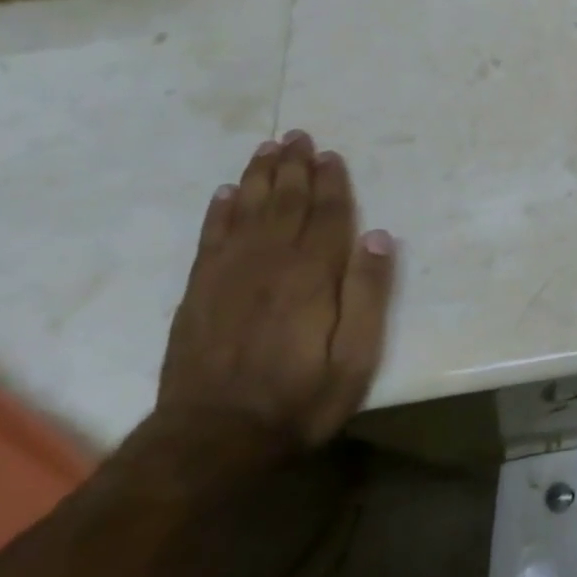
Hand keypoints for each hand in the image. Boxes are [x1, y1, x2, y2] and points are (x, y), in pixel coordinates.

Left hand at [154, 131, 395, 463]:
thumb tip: (377, 237)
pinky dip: (219, 211)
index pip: (326, 215)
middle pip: (284, 202)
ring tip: (266, 149)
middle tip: (297, 136)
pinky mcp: (199, 293)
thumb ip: (368, 294)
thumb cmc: (298, 399)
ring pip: (246, 211)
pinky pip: (210, 238)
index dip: (331, 183)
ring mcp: (228, 275)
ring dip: (258, 177)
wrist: (211, 440)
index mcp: (311, 274)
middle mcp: (269, 263)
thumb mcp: (354, 357)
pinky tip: (225, 194)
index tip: (331, 155)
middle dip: (293, 167)